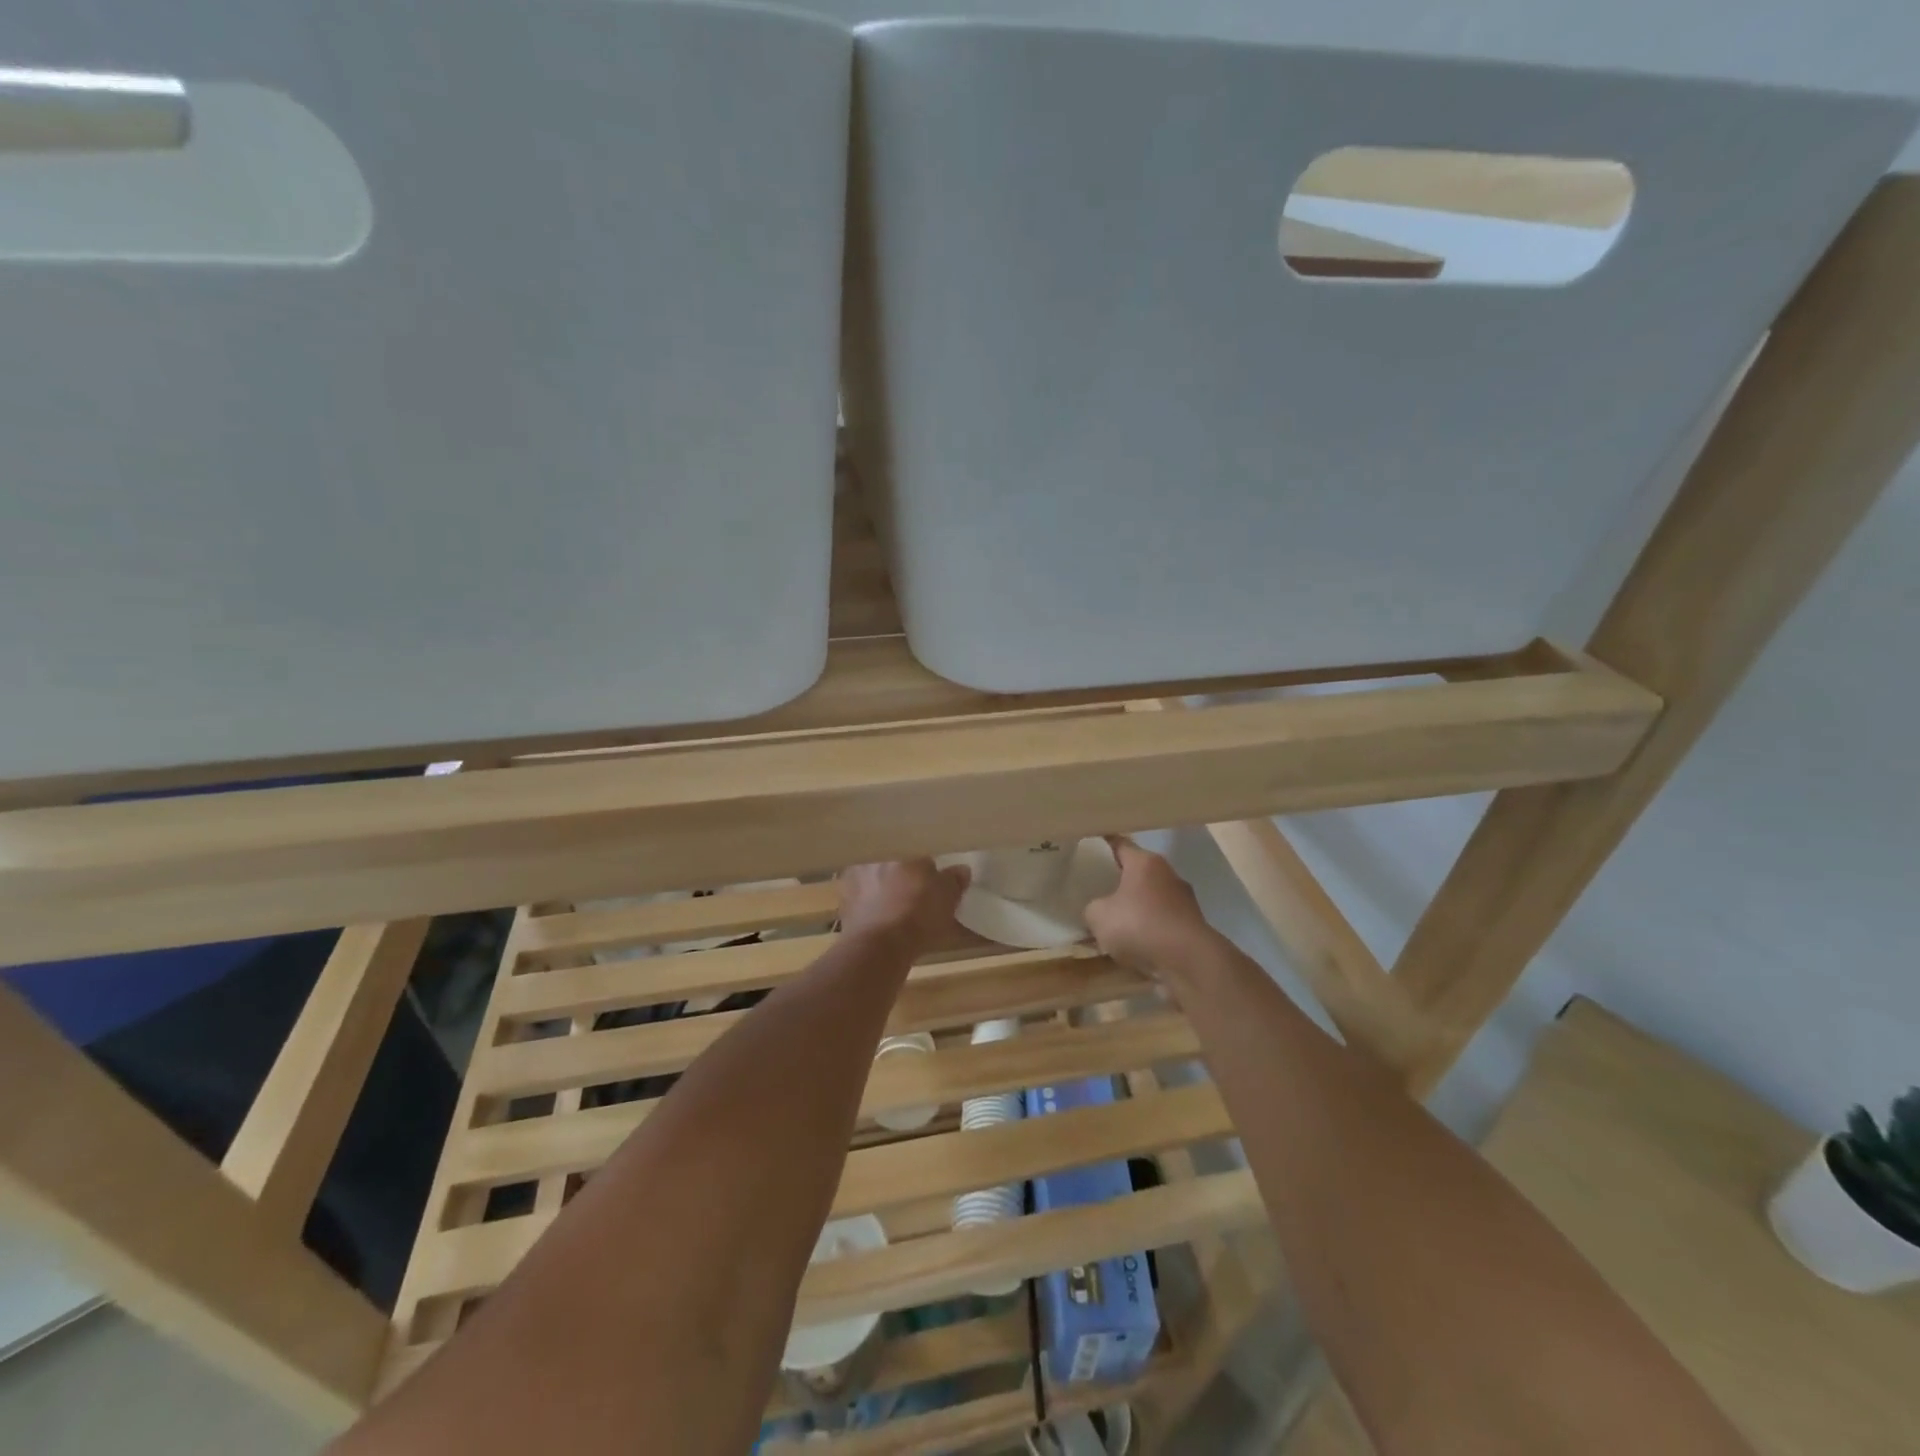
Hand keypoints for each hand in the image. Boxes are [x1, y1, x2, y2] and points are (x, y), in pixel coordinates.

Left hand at [837, 859, 969, 952]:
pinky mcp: (843, 905)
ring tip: (896, 909)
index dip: (925, 865)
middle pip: (892, 863)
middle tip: (914, 892)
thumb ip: (954, 880)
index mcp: (900, 847)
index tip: (932, 878)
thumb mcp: (948, 897)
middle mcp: (873, 857)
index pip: (915, 849)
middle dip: (901, 874)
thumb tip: (962, 869)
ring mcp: (853, 880)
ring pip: (873, 880)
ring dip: (882, 889)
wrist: (879, 947)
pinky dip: (870, 908)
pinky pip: (861, 901)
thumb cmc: (918, 913)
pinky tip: (882, 921)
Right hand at [1084, 837, 1219, 981]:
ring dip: (1136, 906)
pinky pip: (1162, 921)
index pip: (1120, 844)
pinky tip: (1136, 944)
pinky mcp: (1192, 926)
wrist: (1189, 962)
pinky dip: (1150, 929)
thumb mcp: (1098, 916)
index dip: (1103, 844)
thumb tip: (1097, 909)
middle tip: (1098, 885)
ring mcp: (1184, 900)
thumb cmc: (1140, 926)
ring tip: (1115, 921)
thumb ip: (1092, 908)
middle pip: (1138, 871)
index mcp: (1145, 862)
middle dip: (1120, 878)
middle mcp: (1168, 874)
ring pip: (1152, 897)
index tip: (1090, 843)